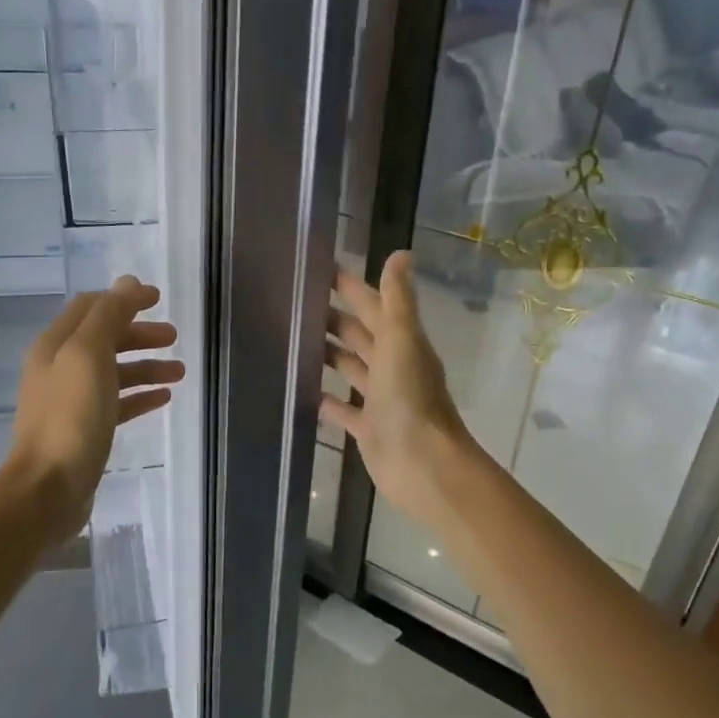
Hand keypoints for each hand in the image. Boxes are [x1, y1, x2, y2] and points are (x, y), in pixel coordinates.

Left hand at [4, 277, 182, 543]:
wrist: (47, 489)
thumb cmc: (70, 417)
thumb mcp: (89, 355)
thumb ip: (108, 315)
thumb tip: (128, 283)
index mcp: (55, 345)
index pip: (91, 307)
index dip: (124, 299)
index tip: (159, 299)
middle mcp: (60, 368)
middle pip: (104, 339)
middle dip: (139, 334)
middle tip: (174, 337)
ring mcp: (71, 402)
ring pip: (114, 372)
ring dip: (146, 366)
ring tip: (179, 372)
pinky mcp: (85, 430)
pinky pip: (117, 404)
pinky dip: (140, 396)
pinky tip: (164, 399)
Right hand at [321, 250, 479, 515]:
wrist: (422, 465)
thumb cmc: (410, 399)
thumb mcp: (402, 341)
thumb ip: (397, 300)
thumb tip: (402, 253)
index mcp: (402, 343)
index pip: (373, 306)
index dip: (351, 287)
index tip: (321, 269)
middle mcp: (393, 367)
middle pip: (361, 335)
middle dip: (335, 318)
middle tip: (298, 303)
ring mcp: (381, 399)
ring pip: (352, 368)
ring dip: (330, 354)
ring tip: (296, 340)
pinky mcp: (368, 429)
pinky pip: (344, 410)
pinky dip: (328, 400)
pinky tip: (306, 392)